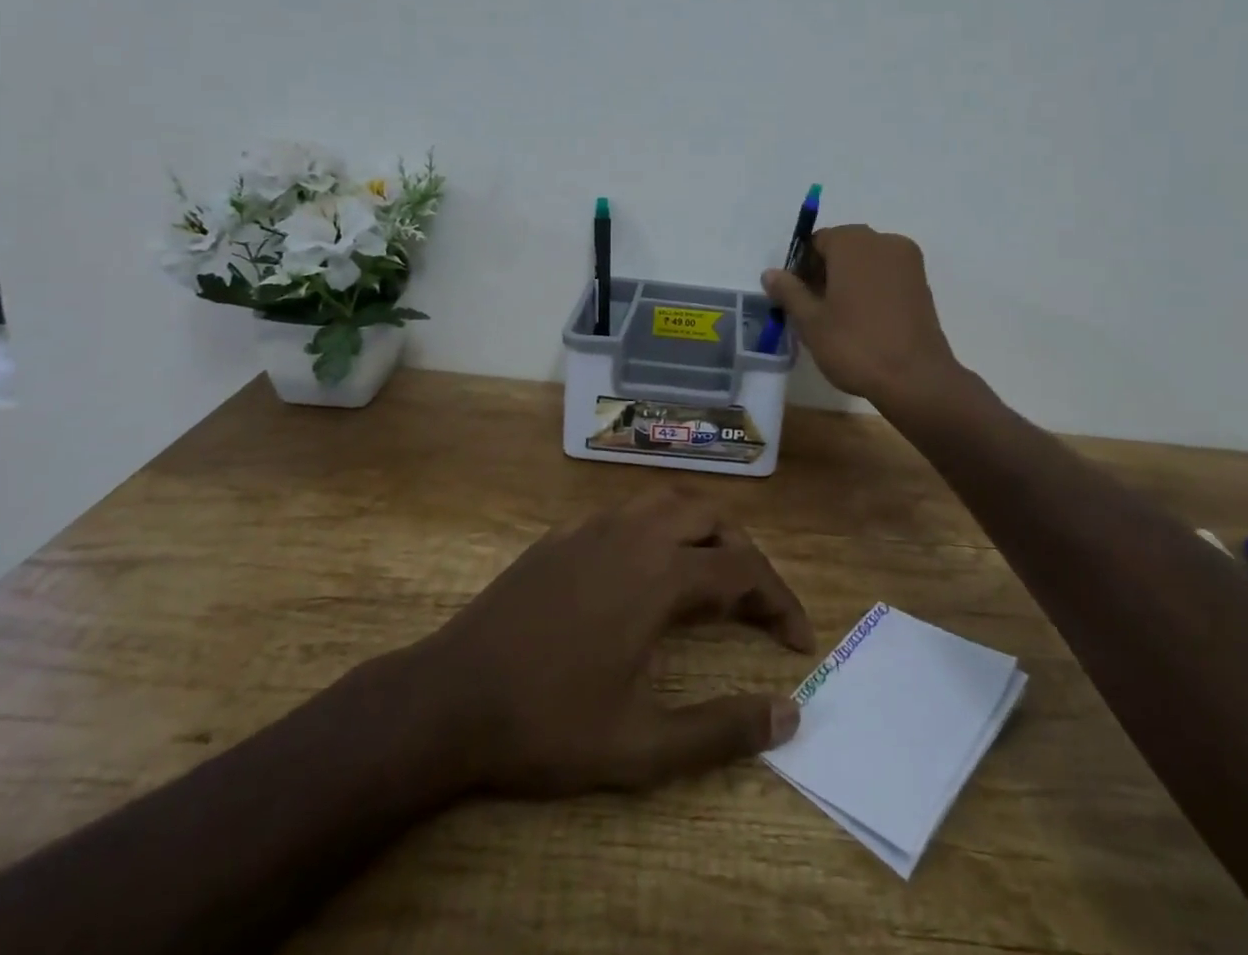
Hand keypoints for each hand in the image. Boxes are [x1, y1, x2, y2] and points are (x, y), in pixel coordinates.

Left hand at [416, 490, 813, 796]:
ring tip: (711, 572)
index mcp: (662, 575)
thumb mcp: (640, 746)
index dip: (780, 602)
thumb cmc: (548, 722)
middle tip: (756, 605)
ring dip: (703, 529)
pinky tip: (644, 566)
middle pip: (714, 519)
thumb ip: (720, 731)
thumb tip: (788, 715)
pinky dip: (656, 527)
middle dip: (746, 555)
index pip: (745, 571)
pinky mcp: (563, 533)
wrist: (449, 698)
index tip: (798, 641)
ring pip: (669, 501)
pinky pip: (627, 511)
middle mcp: (636, 533)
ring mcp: (595, 526)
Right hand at [762, 224, 960, 405]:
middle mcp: (883, 241)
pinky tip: (864, 320)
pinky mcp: (922, 283)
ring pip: (867, 262)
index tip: (797, 297)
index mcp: (853, 242)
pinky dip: (872, 288)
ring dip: (849, 280)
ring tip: (839, 318)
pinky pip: (887, 275)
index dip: (802, 268)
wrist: (915, 378)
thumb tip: (770, 273)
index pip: (817, 242)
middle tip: (814, 309)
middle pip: (844, 248)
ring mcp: (908, 261)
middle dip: (826, 272)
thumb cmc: (855, 345)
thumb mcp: (810, 321)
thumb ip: (789, 292)